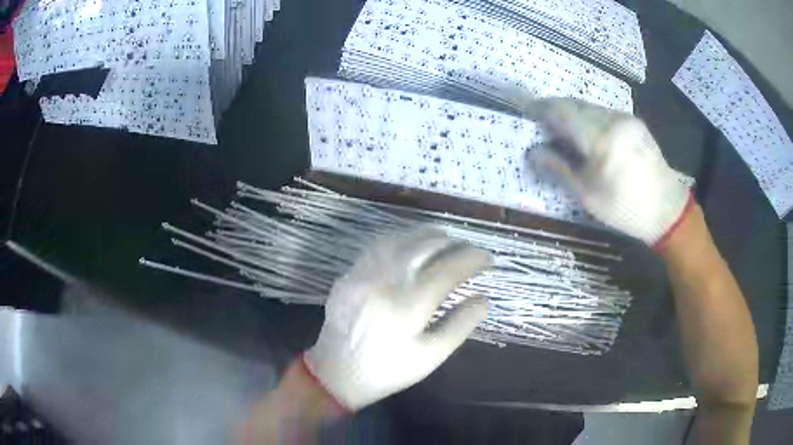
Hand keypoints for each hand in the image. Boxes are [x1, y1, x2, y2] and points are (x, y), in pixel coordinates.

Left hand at [304, 227, 491, 409]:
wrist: (336, 373)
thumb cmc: (388, 370)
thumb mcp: (430, 356)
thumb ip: (460, 325)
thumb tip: (483, 299)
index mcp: (409, 305)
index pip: (449, 269)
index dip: (472, 260)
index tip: (487, 259)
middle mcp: (386, 281)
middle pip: (426, 246)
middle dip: (454, 244)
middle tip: (469, 250)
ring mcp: (365, 273)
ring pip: (402, 239)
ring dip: (428, 236)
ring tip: (446, 241)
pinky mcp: (350, 273)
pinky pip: (379, 245)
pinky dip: (402, 239)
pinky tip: (412, 244)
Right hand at [528, 98, 692, 246]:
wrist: (667, 210)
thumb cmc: (626, 209)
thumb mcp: (588, 195)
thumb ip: (559, 168)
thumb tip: (532, 153)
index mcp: (601, 139)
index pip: (562, 112)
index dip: (541, 109)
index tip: (526, 111)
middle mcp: (613, 120)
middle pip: (575, 104)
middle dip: (556, 110)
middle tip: (543, 124)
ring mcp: (626, 118)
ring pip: (590, 107)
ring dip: (573, 114)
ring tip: (564, 131)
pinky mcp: (635, 122)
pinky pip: (604, 112)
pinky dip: (590, 118)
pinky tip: (588, 135)